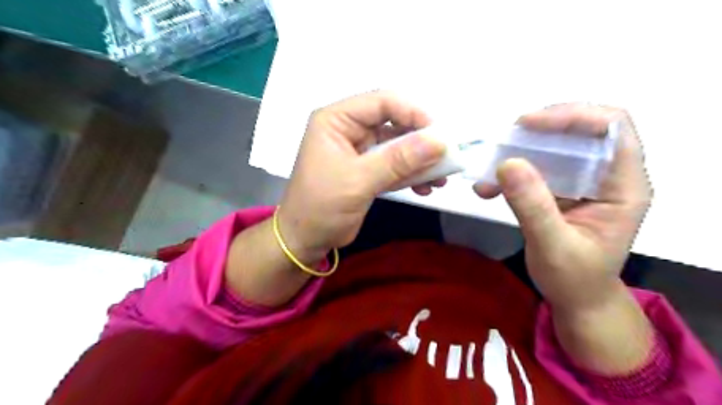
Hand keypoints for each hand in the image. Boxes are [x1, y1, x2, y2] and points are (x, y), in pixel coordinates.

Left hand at [276, 91, 445, 261]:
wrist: (306, 239)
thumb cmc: (322, 206)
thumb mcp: (359, 181)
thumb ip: (399, 160)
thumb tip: (440, 141)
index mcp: (337, 120)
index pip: (382, 102)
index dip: (413, 113)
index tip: (439, 134)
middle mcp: (349, 129)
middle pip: (394, 122)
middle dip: (421, 141)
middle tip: (446, 157)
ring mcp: (359, 150)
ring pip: (398, 145)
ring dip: (420, 160)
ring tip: (440, 179)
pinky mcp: (367, 169)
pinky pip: (395, 164)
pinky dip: (411, 174)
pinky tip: (425, 188)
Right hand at [479, 104, 652, 313]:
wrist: (576, 299)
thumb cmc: (574, 279)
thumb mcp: (553, 246)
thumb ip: (533, 206)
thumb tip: (507, 163)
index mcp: (624, 186)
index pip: (613, 128)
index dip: (573, 116)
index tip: (527, 125)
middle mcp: (608, 176)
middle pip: (581, 130)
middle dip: (540, 130)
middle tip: (505, 140)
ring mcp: (584, 182)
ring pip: (556, 147)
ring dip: (519, 152)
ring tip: (489, 168)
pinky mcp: (562, 190)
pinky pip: (538, 168)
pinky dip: (511, 172)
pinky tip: (488, 187)